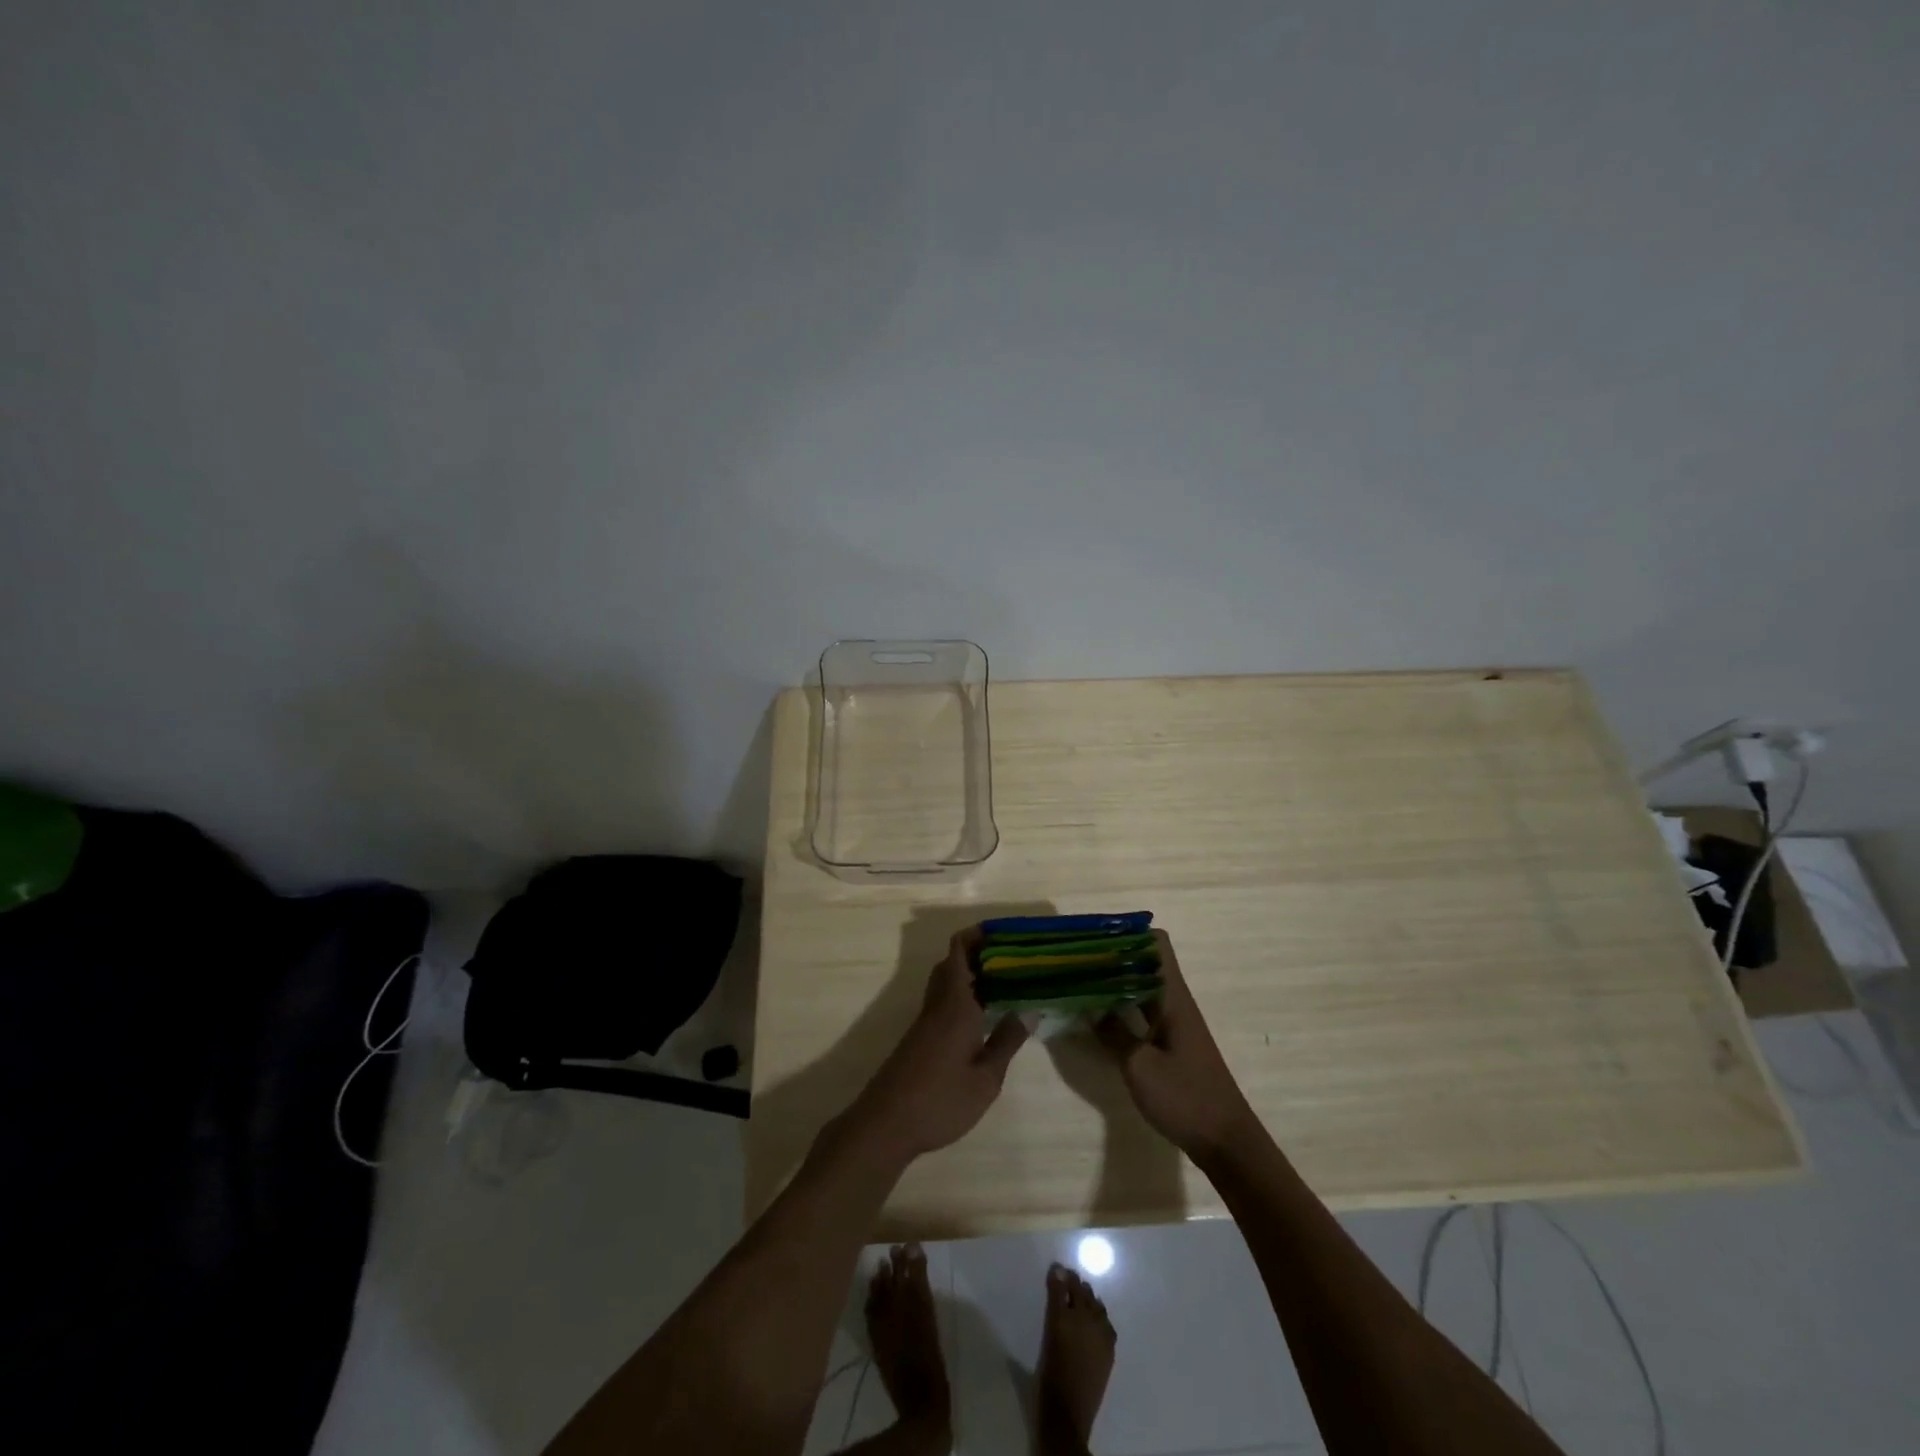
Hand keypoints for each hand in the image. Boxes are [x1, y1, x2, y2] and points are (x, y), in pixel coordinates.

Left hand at [846, 928, 1029, 1160]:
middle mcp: (938, 1003)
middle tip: (1013, 957)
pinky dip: (964, 995)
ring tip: (1005, 982)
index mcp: (955, 1003)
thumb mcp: (986, 1078)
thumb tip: (1028, 1010)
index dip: (978, 934)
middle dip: (979, 952)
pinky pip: (943, 1000)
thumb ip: (1006, 1041)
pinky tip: (984, 1014)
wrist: (886, 1124)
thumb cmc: (941, 1100)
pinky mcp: (920, 1038)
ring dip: (971, 974)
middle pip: (952, 961)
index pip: (959, 950)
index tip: (1006, 932)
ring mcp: (926, 1021)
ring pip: (946, 981)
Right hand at [1095, 931, 1262, 1161]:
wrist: (1226, 1143)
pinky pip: (1142, 1010)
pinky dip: (1120, 1006)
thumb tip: (1089, 1006)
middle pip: (1144, 961)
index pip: (1155, 943)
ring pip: (1141, 986)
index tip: (1093, 936)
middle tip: (1074, 958)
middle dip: (1111, 955)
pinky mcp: (1170, 1043)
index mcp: (1172, 996)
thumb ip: (1112, 1032)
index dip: (1126, 932)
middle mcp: (1174, 1001)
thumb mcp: (1140, 1066)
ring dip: (1113, 981)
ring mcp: (1173, 1022)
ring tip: (1078, 980)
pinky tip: (1097, 1016)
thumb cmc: (1186, 1098)